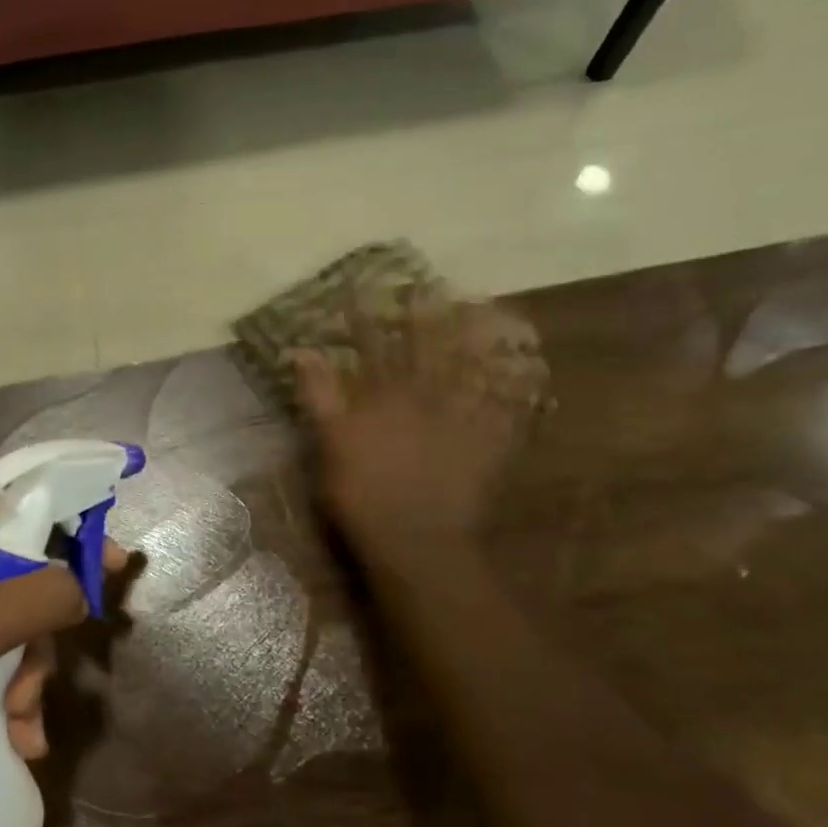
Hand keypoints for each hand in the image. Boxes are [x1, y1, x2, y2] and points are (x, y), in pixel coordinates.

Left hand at [0, 502, 125, 764]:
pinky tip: (8, 738)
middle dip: (36, 646)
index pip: (34, 520)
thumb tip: (84, 585)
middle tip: (32, 693)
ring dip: (19, 680)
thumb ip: (43, 597)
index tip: (115, 573)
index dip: (78, 544)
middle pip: (20, 586)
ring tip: (19, 730)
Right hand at [293, 293, 545, 550]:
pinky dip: (514, 392)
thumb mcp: (328, 444)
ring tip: (482, 312)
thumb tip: (302, 350)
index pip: (371, 346)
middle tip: (434, 286)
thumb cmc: (361, 494)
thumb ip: (318, 395)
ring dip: (473, 341)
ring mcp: (457, 421)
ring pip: (469, 371)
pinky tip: (525, 376)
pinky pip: (503, 411)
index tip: (361, 286)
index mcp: (382, 397)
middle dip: (427, 317)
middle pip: (426, 350)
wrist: (415, 540)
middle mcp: (423, 399)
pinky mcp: (483, 446)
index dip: (365, 316)